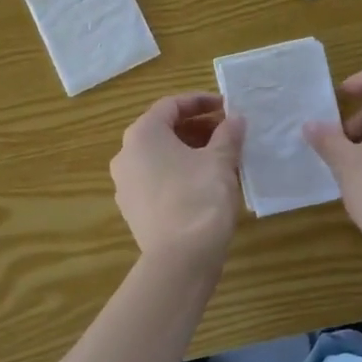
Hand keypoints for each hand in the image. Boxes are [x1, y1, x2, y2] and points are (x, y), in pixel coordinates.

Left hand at [110, 94, 245, 264]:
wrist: (180, 259)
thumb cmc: (199, 198)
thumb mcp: (220, 161)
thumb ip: (228, 134)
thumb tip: (235, 119)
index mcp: (142, 135)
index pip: (171, 105)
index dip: (201, 102)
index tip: (227, 107)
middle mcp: (126, 155)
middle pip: (163, 130)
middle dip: (197, 128)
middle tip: (228, 133)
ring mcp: (125, 184)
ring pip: (160, 157)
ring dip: (190, 152)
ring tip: (222, 158)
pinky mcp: (133, 209)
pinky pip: (158, 180)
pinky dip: (180, 174)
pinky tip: (206, 184)